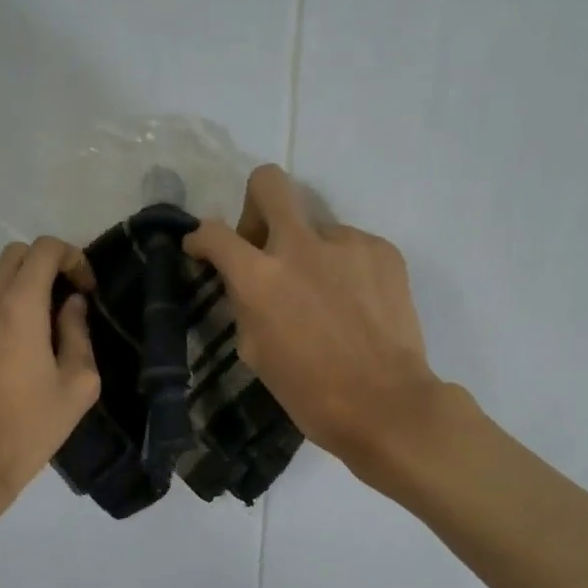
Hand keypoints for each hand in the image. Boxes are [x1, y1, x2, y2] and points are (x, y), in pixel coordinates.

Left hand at [0, 237, 99, 516]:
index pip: (44, 250)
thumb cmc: (29, 429)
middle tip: (63, 301)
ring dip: (16, 285)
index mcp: (18, 308)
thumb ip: (78, 335)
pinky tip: (5, 350)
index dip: (71, 258)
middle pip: (13, 255)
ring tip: (35, 322)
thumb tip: (71, 306)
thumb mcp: (78, 386)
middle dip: (44, 266)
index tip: (84, 289)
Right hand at [185, 166, 448, 477]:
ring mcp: (347, 243)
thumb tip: (248, 285)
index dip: (201, 238)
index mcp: (260, 278)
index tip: (203, 248)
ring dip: (311, 252)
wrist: (386, 404)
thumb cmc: (311, 393)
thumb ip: (247, 305)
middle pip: (269, 183)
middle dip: (256, 203)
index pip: (215, 233)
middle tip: (263, 240)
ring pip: (317, 226)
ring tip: (327, 297)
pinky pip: (352, 246)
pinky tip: (357, 304)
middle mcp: (301, 246)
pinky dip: (346, 268)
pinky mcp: (384, 251)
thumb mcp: (257, 353)